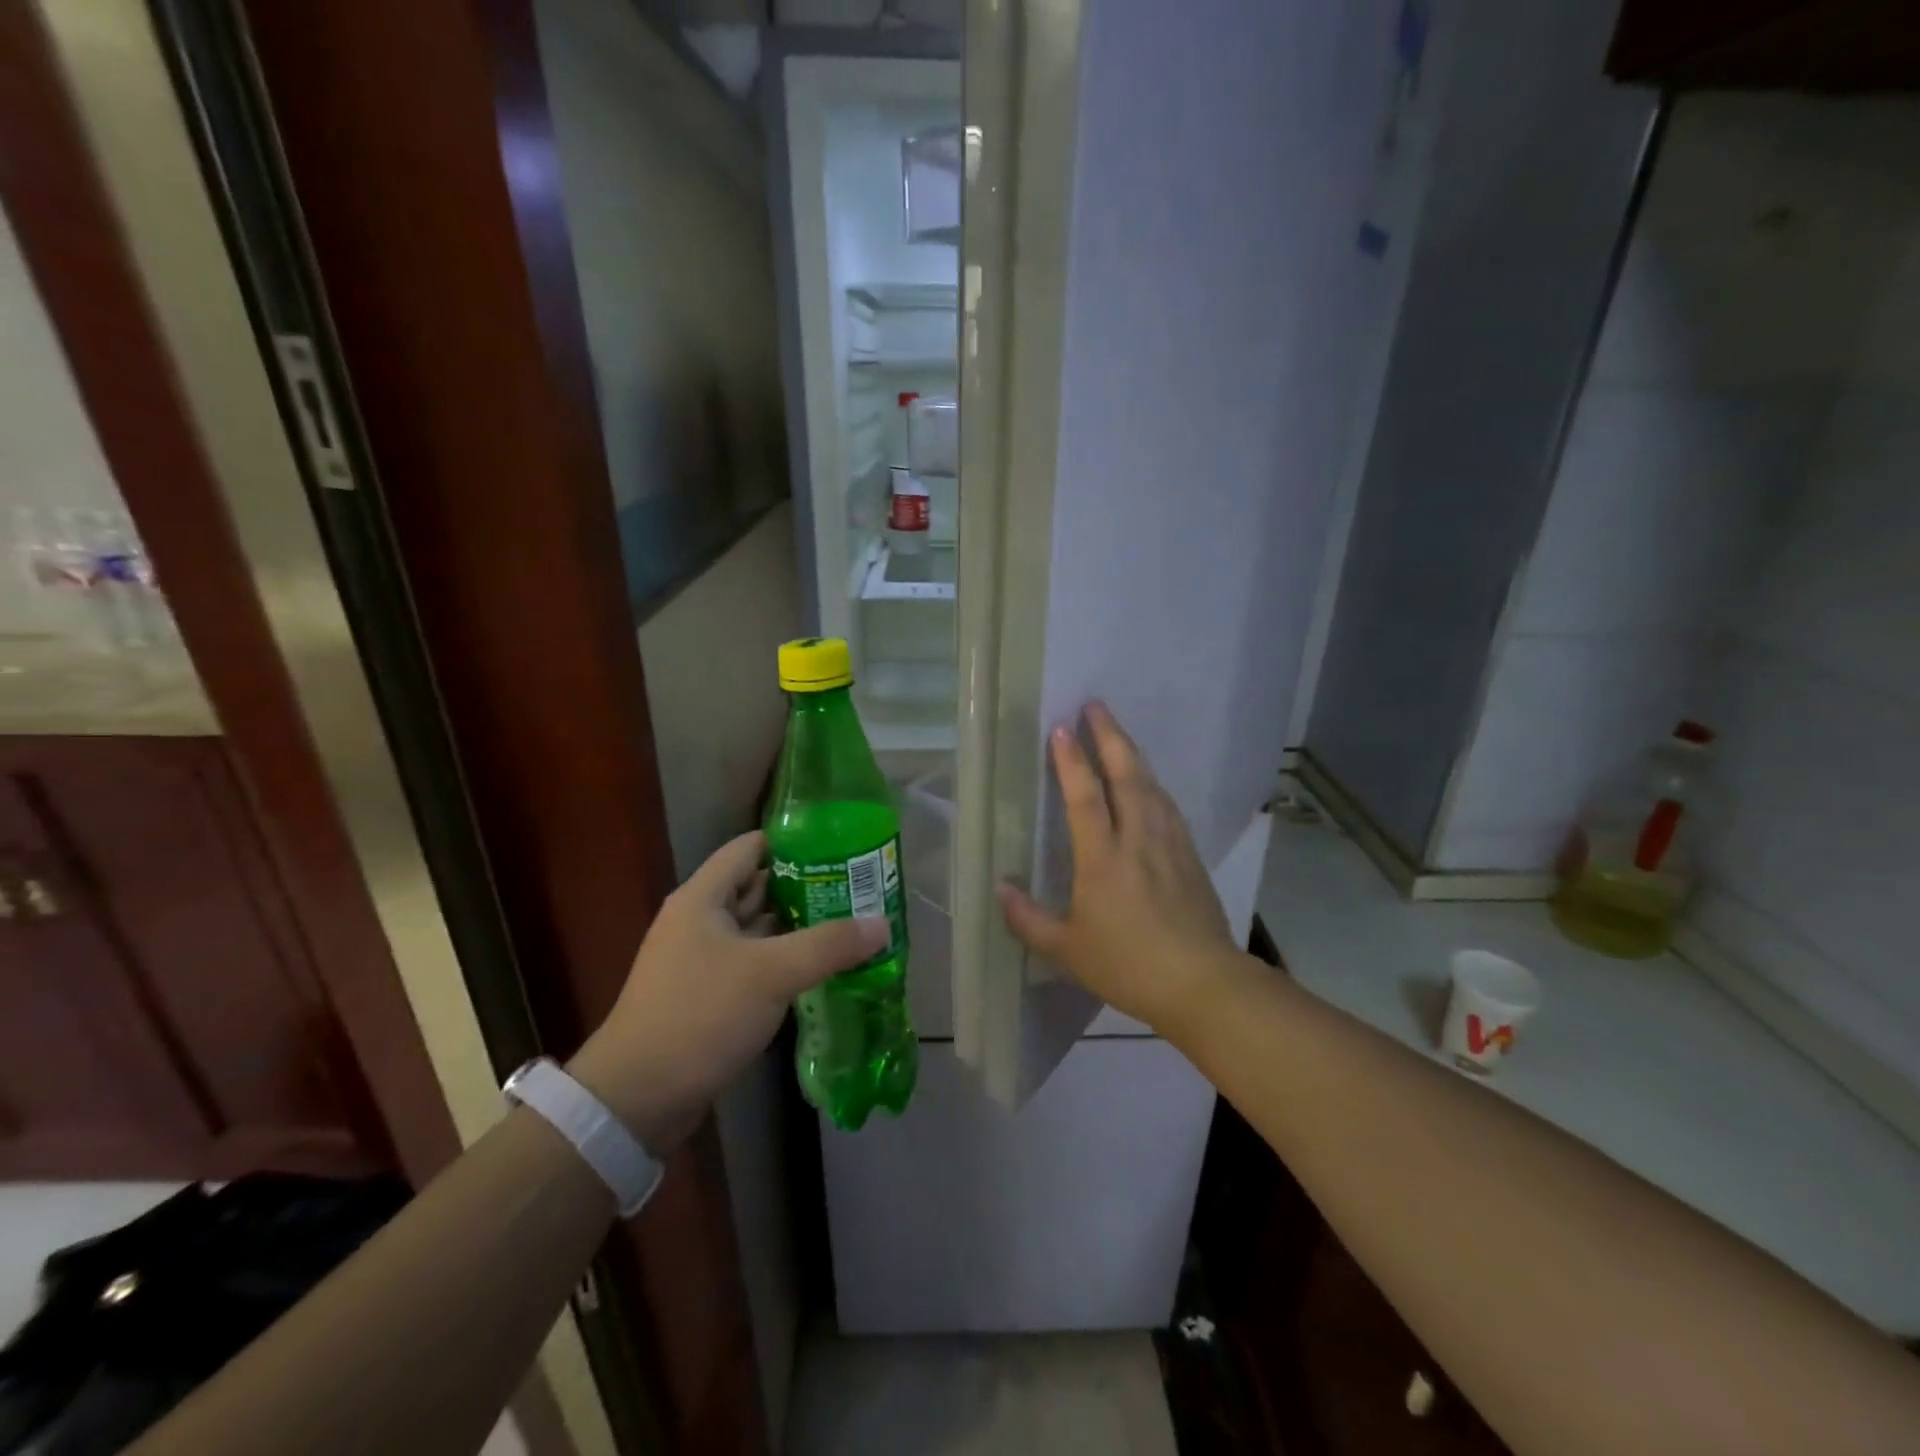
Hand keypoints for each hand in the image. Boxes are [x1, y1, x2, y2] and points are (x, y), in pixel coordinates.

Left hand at [569, 831, 886, 1153]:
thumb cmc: (700, 1015)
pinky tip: (822, 966)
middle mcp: (700, 921)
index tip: (839, 844)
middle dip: (806, 885)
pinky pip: (755, 964)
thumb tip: (882, 924)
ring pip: (759, 929)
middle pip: (758, 887)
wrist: (637, 1099)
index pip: (750, 847)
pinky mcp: (708, 996)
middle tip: (857, 886)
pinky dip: (785, 960)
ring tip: (850, 921)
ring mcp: (702, 960)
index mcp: (703, 898)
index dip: (793, 841)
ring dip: (798, 925)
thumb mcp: (771, 973)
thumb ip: (829, 945)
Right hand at [997, 702, 1242, 1035]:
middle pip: (1126, 775)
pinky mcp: (1190, 856)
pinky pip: (1168, 806)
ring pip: (1151, 786)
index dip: (1071, 760)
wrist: (1203, 983)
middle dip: (1110, 736)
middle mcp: (1138, 839)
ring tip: (1118, 735)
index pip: (1085, 796)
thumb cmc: (1127, 966)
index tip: (1062, 728)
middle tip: (1096, 705)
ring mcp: (1169, 844)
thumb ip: (1028, 919)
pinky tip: (1150, 784)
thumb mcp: (1067, 951)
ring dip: (1132, 754)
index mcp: (1103, 858)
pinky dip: (1153, 785)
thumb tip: (1000, 890)